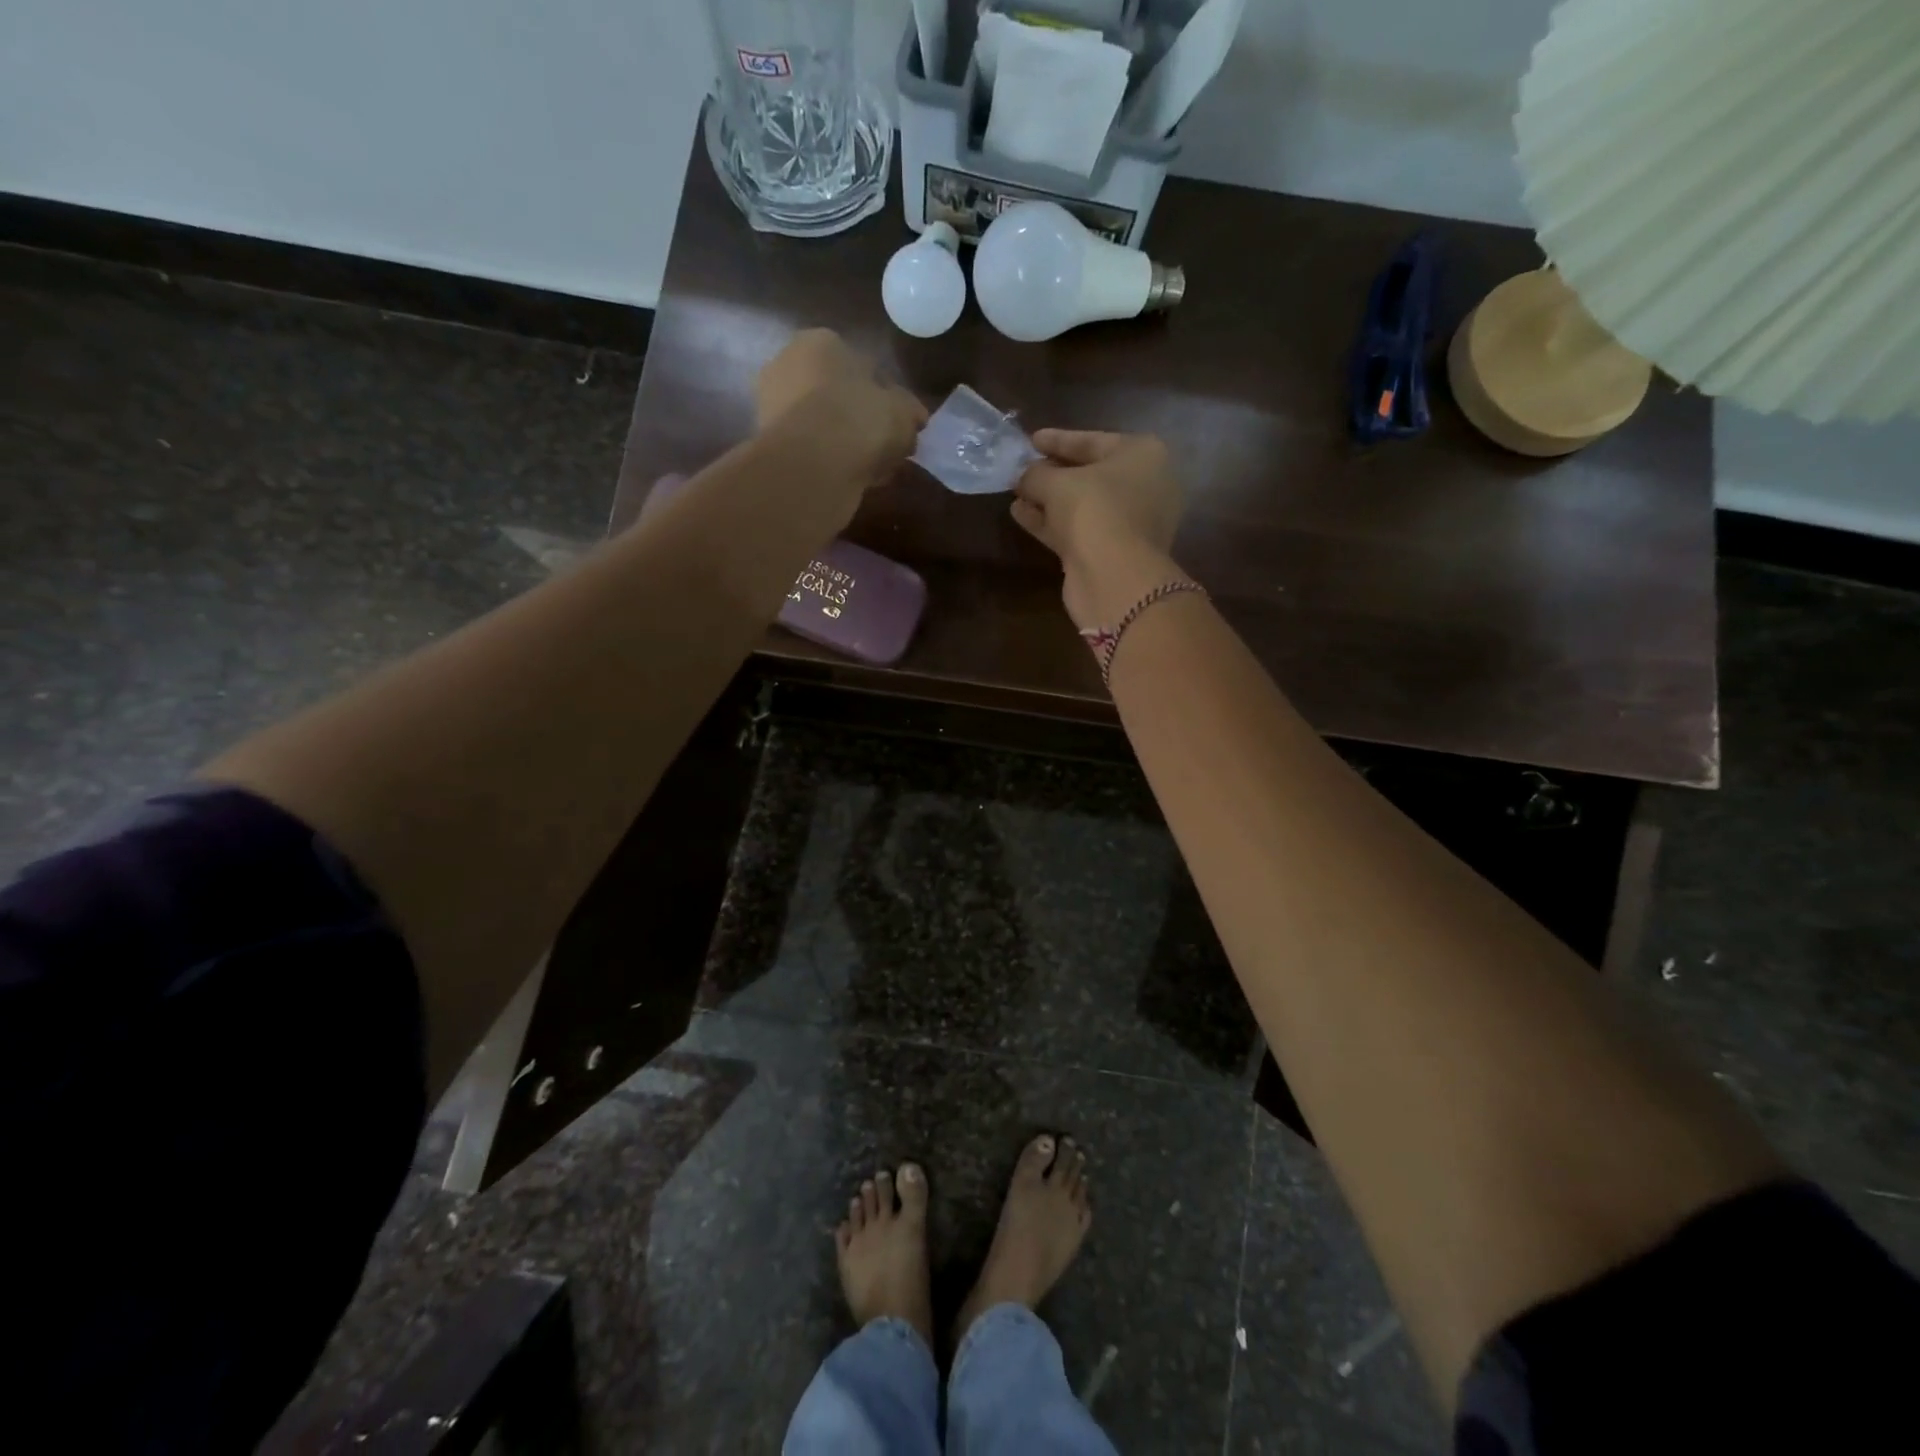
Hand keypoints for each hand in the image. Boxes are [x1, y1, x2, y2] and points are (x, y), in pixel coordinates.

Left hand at [755, 329, 926, 498]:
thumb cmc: (860, 421)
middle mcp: (789, 363)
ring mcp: (772, 404)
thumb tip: (914, 416)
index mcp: (822, 342)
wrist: (811, 465)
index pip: (862, 366)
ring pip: (823, 424)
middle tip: (886, 448)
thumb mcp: (902, 413)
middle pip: (837, 395)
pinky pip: (810, 449)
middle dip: (861, 419)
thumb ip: (910, 411)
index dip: (885, 397)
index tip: (899, 423)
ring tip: (872, 469)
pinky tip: (851, 479)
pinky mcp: (767, 443)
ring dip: (845, 443)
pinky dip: (829, 461)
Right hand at [1012, 430, 1186, 630]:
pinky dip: (1051, 522)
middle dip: (1053, 472)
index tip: (1031, 440)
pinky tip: (1020, 514)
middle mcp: (1144, 486)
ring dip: (1048, 499)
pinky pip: (1078, 529)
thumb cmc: (1094, 510)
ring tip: (1015, 492)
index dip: (1059, 440)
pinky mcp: (1113, 552)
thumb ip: (1035, 474)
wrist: (1114, 577)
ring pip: (1082, 505)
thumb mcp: (1057, 483)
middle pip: (1090, 474)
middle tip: (1022, 468)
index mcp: (1143, 456)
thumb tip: (1022, 476)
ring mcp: (1130, 523)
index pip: (1094, 440)